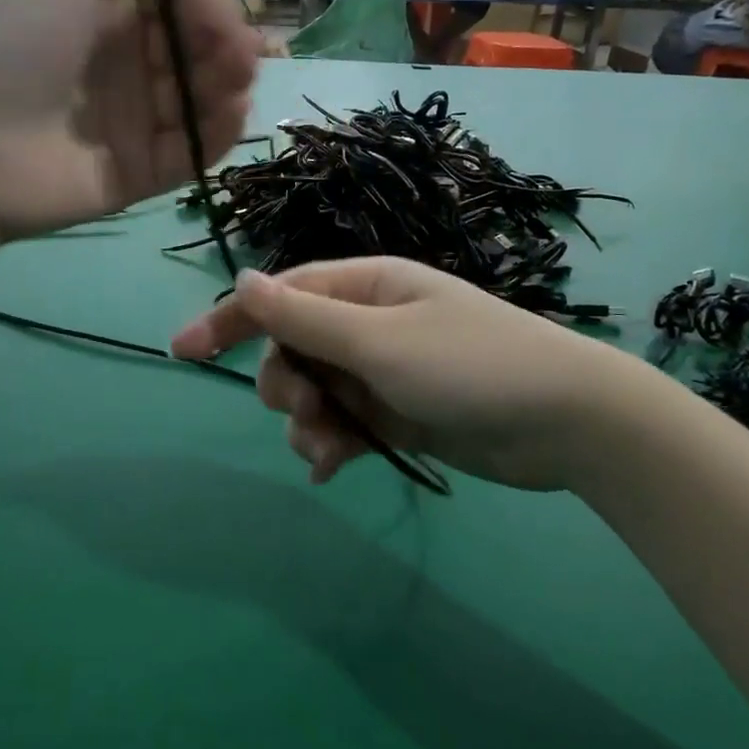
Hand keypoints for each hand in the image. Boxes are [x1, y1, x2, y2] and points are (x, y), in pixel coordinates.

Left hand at [0, 0, 261, 238]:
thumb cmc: (13, 38)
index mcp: (104, 9)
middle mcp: (124, 61)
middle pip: (197, 44)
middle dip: (226, 34)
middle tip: (233, 42)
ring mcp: (135, 119)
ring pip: (205, 94)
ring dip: (233, 77)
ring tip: (237, 73)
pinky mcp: (143, 170)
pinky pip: (196, 148)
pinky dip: (223, 128)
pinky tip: (233, 108)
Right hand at [170, 259, 667, 490]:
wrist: (566, 423)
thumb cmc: (471, 366)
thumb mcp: (380, 340)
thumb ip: (306, 317)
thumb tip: (245, 279)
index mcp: (365, 287)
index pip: (281, 295)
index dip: (231, 319)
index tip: (182, 351)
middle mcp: (369, 323)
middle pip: (292, 348)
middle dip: (285, 382)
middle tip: (304, 408)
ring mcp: (382, 371)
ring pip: (314, 392)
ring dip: (307, 422)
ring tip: (328, 450)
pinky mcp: (396, 415)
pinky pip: (343, 425)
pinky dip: (331, 445)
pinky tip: (331, 469)